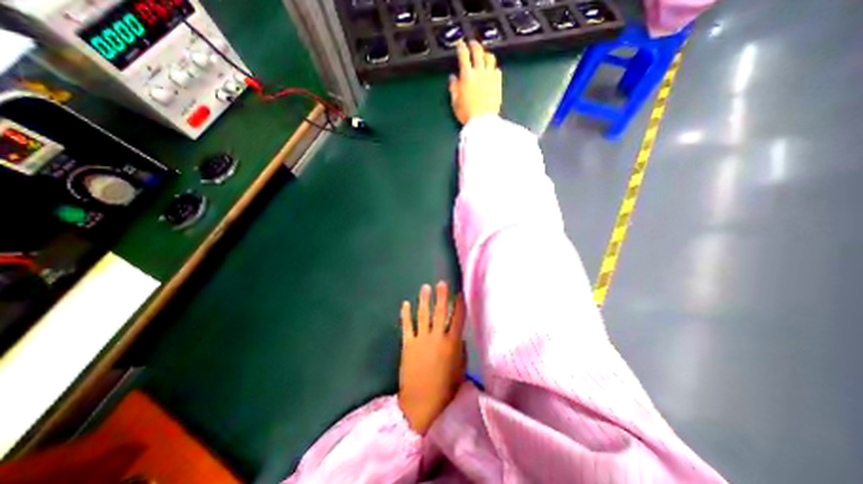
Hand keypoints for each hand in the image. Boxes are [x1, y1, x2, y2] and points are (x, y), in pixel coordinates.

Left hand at [397, 280, 464, 433]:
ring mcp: (421, 339)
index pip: (458, 319)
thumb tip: (460, 338)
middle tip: (441, 283)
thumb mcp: (460, 370)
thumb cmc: (445, 388)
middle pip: (440, 312)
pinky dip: (405, 314)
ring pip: (423, 315)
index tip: (459, 293)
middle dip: (441, 296)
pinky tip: (405, 303)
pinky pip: (407, 326)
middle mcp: (437, 337)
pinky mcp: (408, 344)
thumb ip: (461, 351)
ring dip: (424, 300)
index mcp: (452, 343)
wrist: (422, 402)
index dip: (459, 305)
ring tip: (425, 287)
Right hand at [449, 40, 503, 124]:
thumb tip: (453, 78)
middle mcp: (479, 71)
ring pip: (490, 58)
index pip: (463, 55)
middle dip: (474, 45)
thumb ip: (453, 87)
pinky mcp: (498, 82)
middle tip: (472, 44)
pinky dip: (493, 67)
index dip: (461, 47)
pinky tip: (491, 70)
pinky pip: (497, 69)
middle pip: (478, 51)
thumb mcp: (455, 102)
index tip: (460, 44)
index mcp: (466, 75)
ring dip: (485, 54)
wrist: (482, 121)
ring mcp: (490, 76)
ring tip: (483, 55)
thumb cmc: (467, 113)